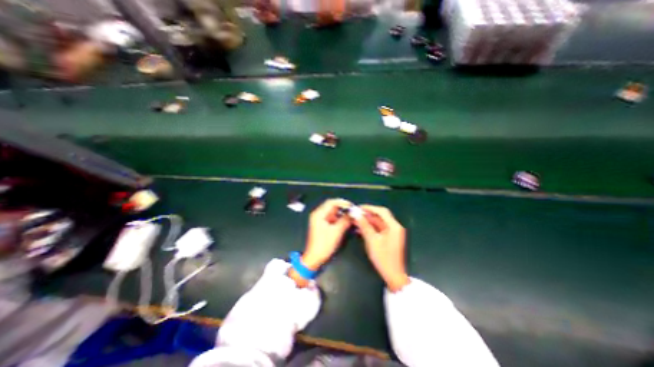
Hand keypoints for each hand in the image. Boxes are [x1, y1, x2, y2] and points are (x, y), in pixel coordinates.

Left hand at [300, 199, 352, 266]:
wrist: (315, 258)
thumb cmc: (324, 245)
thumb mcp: (336, 231)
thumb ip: (345, 220)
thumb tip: (353, 213)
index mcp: (319, 214)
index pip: (331, 202)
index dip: (343, 202)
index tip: (352, 206)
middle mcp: (318, 214)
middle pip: (332, 206)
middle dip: (343, 209)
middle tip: (353, 212)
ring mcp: (320, 220)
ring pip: (333, 213)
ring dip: (342, 214)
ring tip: (351, 217)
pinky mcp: (322, 225)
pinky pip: (332, 218)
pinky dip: (339, 219)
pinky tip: (346, 222)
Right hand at [352, 205, 406, 291]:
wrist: (393, 276)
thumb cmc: (383, 258)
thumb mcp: (372, 240)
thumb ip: (364, 226)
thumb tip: (356, 214)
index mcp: (394, 226)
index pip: (381, 211)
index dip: (369, 208)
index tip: (358, 208)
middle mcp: (394, 227)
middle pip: (380, 216)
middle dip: (367, 214)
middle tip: (355, 214)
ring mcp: (392, 233)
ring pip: (378, 223)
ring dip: (367, 221)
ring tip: (355, 221)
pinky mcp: (388, 238)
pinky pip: (378, 229)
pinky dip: (370, 228)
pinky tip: (360, 229)